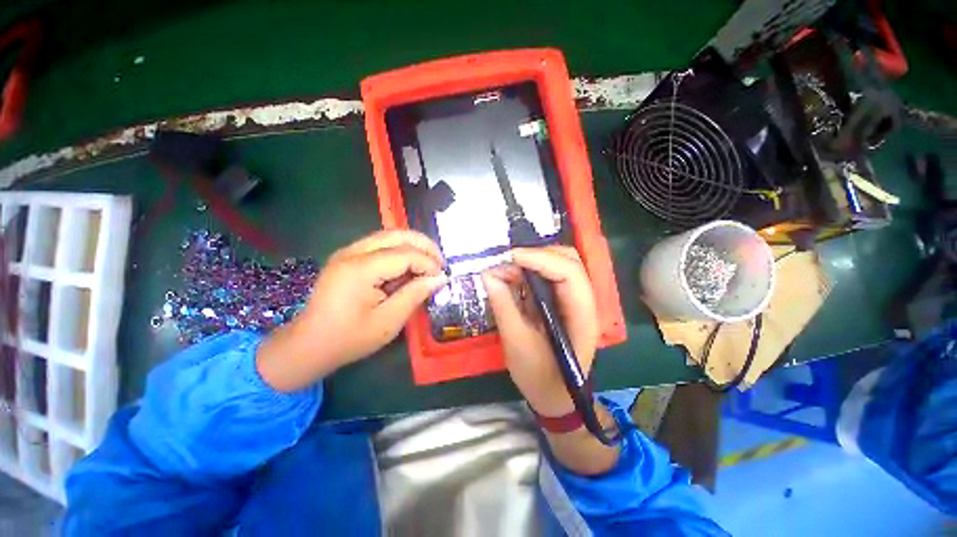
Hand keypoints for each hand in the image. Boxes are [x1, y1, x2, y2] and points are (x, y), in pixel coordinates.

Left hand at [257, 230, 447, 390]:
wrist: (309, 345)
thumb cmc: (349, 338)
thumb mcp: (389, 321)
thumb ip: (415, 294)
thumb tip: (439, 278)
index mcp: (360, 269)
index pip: (405, 254)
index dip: (428, 263)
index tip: (442, 278)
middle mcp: (352, 252)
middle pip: (397, 235)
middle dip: (424, 245)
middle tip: (440, 263)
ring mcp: (347, 252)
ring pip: (389, 235)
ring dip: (413, 245)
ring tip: (429, 263)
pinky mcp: (347, 257)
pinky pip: (380, 244)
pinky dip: (400, 250)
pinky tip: (409, 265)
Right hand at [481, 246, 598, 416]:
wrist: (554, 397)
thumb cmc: (539, 377)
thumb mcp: (517, 344)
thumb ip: (504, 306)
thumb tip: (488, 274)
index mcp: (582, 315)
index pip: (570, 273)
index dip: (541, 259)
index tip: (510, 257)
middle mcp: (582, 301)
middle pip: (568, 261)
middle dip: (537, 255)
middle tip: (507, 261)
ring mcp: (572, 300)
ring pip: (557, 265)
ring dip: (531, 262)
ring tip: (504, 270)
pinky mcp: (560, 302)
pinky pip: (546, 277)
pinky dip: (527, 273)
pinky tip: (511, 278)